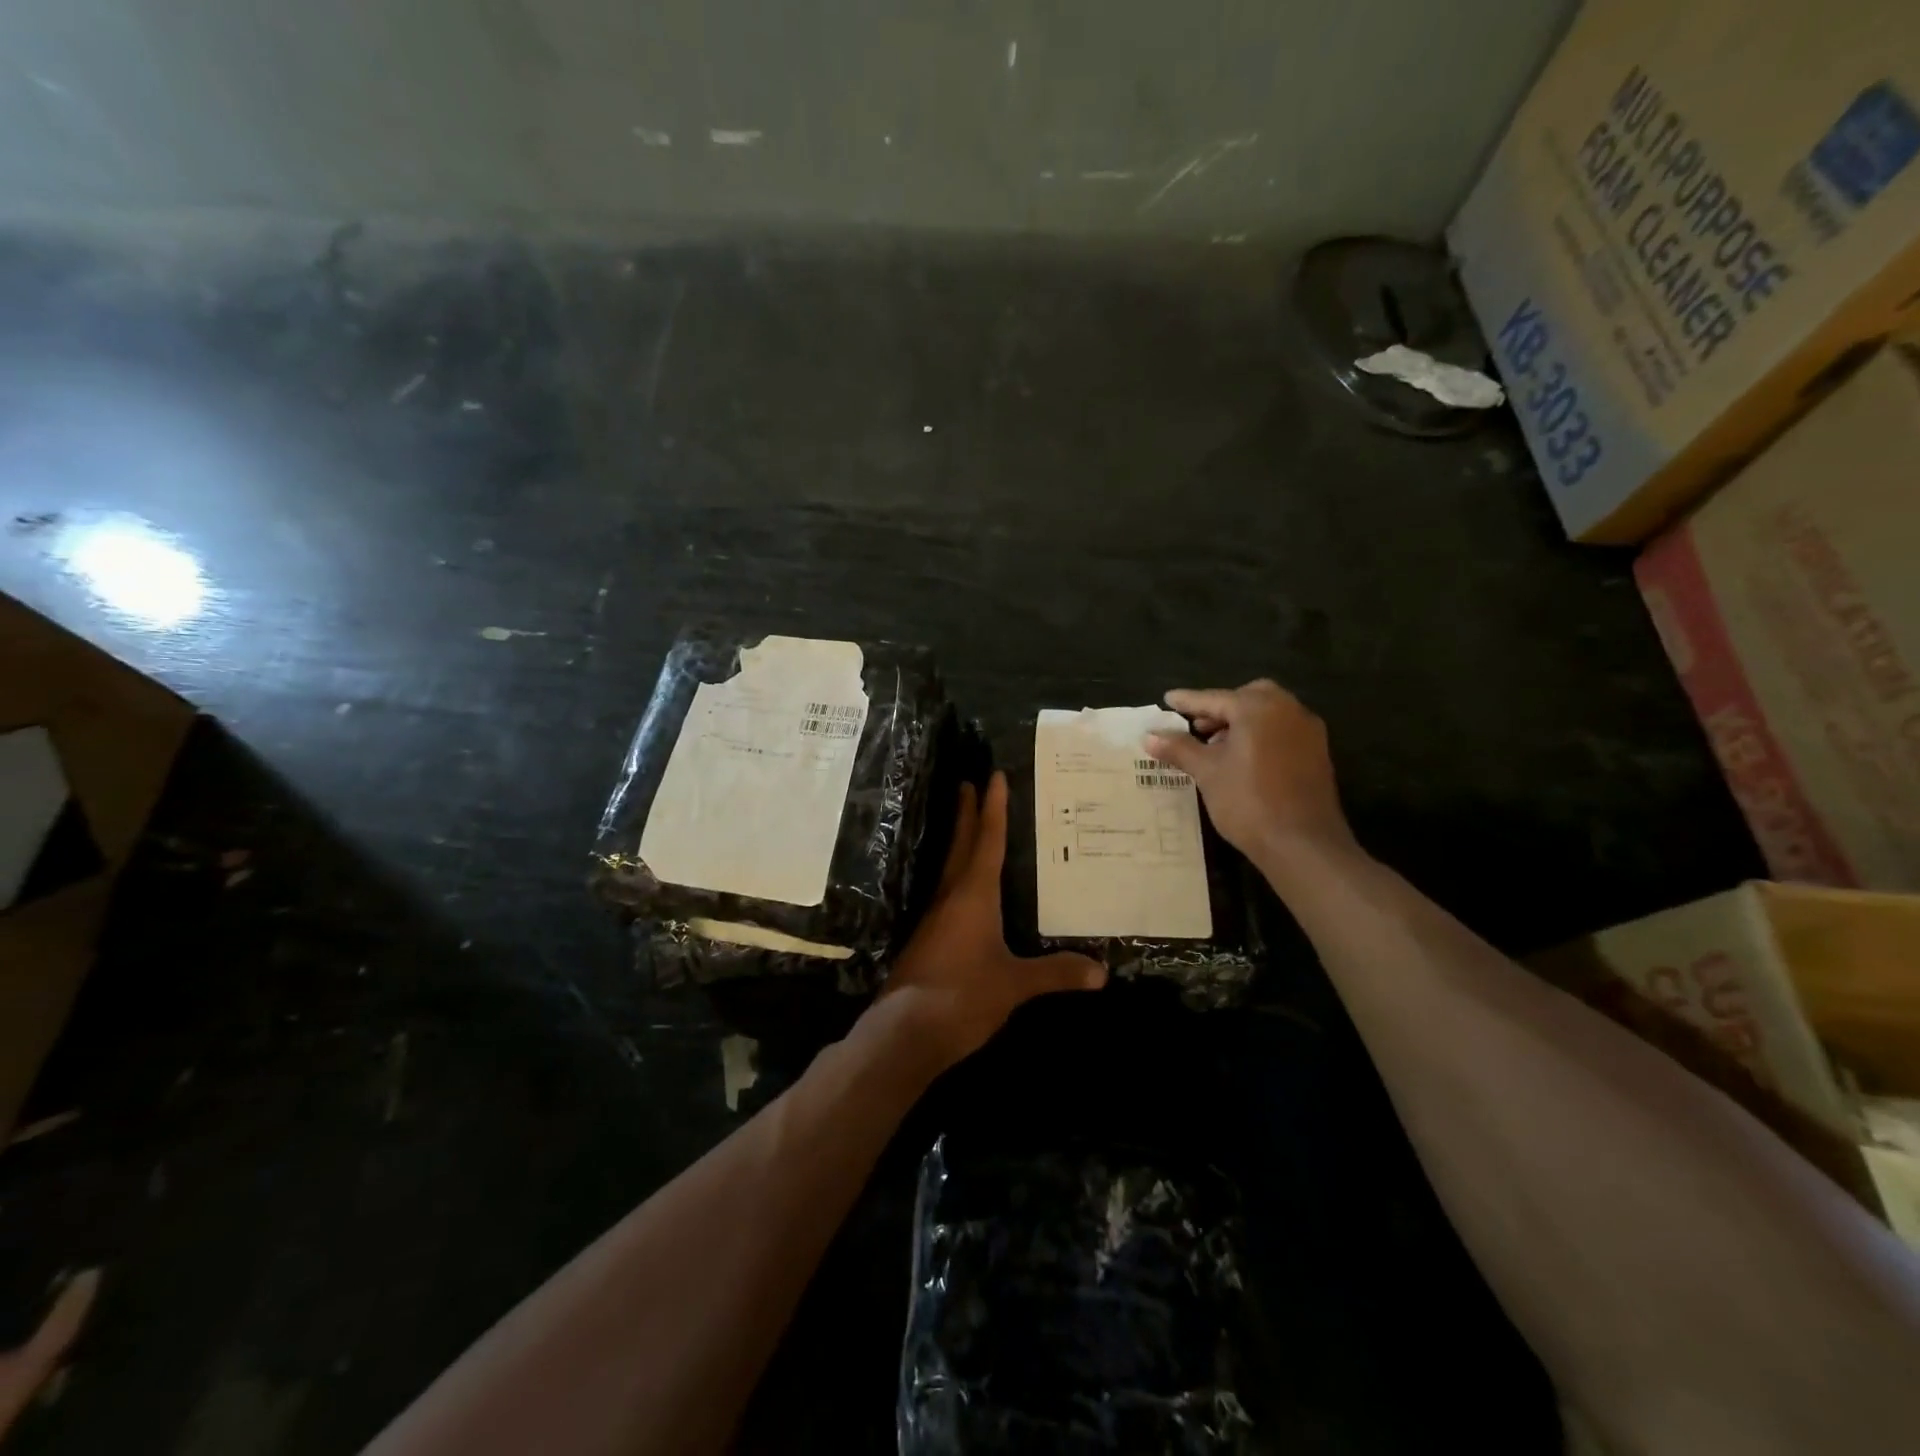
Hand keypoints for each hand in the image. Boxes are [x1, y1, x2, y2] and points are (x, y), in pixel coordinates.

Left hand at [877, 772, 1105, 1070]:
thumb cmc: (962, 997)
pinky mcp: (927, 939)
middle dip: (967, 813)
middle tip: (968, 782)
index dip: (993, 808)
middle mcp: (951, 897)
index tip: (992, 775)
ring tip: (967, 823)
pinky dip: (958, 876)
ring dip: (959, 841)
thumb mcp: (1014, 985)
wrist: (904, 1032)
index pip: (987, 841)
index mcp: (974, 895)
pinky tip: (963, 888)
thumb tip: (1101, 972)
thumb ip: (1055, 974)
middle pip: (961, 845)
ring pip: (950, 867)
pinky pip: (946, 893)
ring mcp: (934, 918)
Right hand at [1145, 680, 1356, 866]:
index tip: (1168, 699)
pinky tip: (1243, 760)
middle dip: (1220, 708)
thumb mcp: (1207, 772)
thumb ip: (1179, 748)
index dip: (1188, 701)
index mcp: (1258, 708)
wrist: (1303, 843)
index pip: (1215, 698)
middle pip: (1248, 698)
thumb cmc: (1248, 801)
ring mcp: (1307, 731)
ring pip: (1268, 714)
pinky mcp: (1318, 753)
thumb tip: (1150, 736)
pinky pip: (1282, 731)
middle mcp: (1287, 710)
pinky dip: (1260, 735)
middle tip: (1197, 725)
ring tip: (1216, 745)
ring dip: (1241, 722)